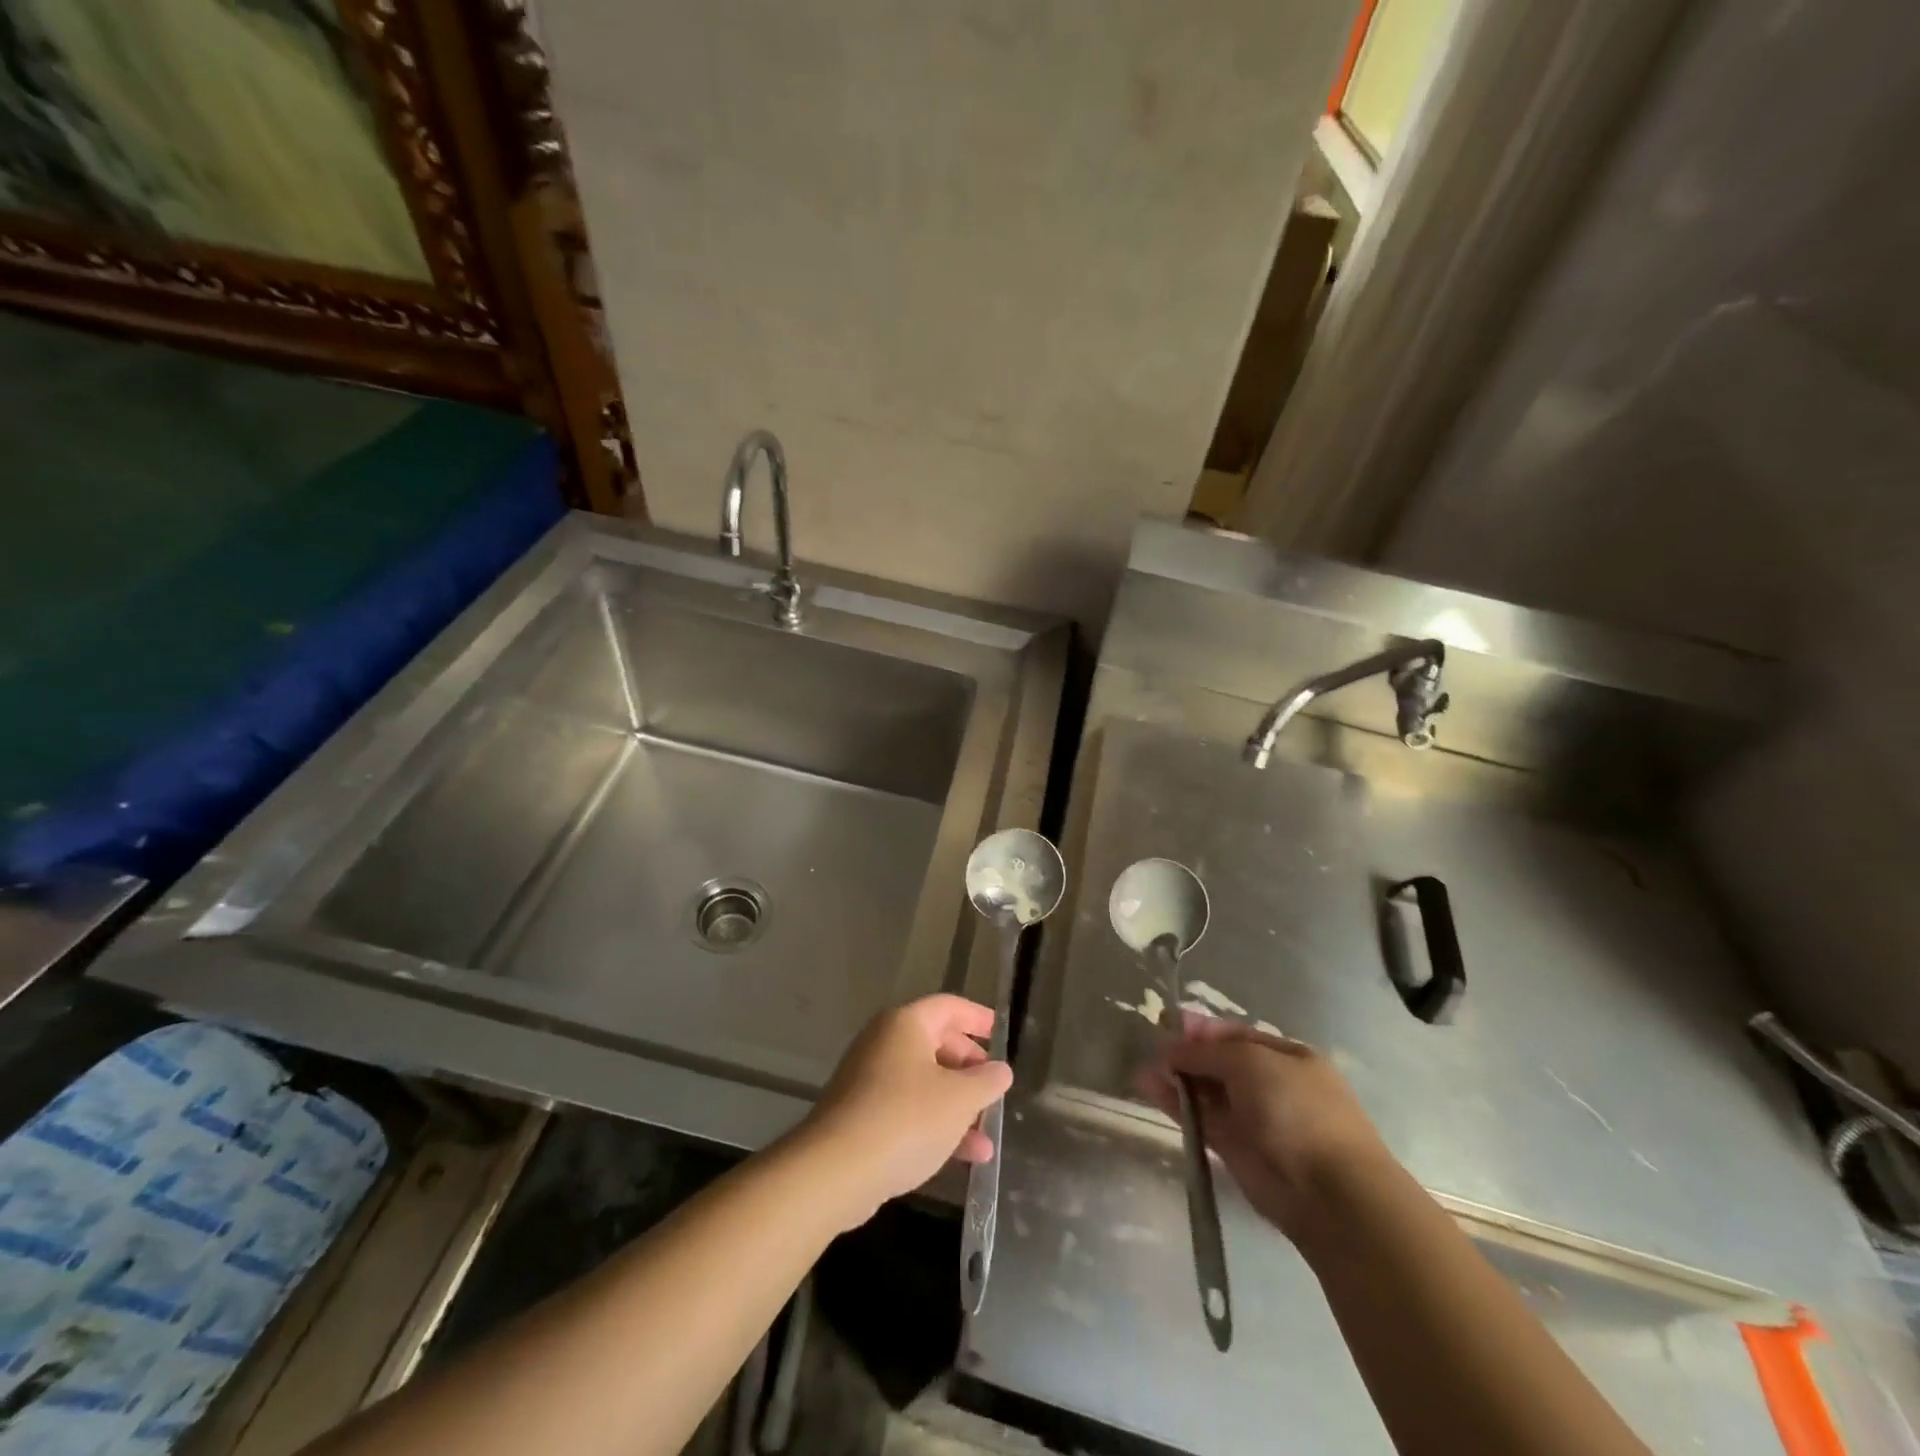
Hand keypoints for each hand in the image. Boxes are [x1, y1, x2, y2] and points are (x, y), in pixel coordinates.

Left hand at [796, 994, 1013, 1229]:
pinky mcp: (861, 1116)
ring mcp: (869, 1080)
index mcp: (905, 1024)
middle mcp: (884, 1042)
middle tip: (992, 1085)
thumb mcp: (959, 1099)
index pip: (948, 1007)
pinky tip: (964, 1157)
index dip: (976, 1017)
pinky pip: (907, 1110)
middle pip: (935, 1043)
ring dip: (957, 1105)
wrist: (836, 1170)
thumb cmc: (905, 1119)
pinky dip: (935, 1125)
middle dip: (968, 1067)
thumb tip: (1000, 1070)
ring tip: (987, 1136)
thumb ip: (986, 1081)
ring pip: (924, 1082)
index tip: (997, 1031)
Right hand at [1141, 1016, 1388, 1241]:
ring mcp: (1254, 1119)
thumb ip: (1206, 1052)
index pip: (1237, 1035)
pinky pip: (1201, 1119)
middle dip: (1187, 1054)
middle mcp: (1271, 1085)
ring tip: (1142, 1069)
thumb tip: (1170, 1048)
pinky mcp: (1236, 1150)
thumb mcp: (1250, 1062)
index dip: (1203, 1028)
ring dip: (1177, 1079)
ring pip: (1208, 1092)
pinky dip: (1175, 1105)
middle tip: (1152, 1046)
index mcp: (1287, 1056)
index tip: (1168, 1022)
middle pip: (1220, 1063)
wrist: (1330, 1193)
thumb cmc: (1297, 1109)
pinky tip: (1149, 1089)